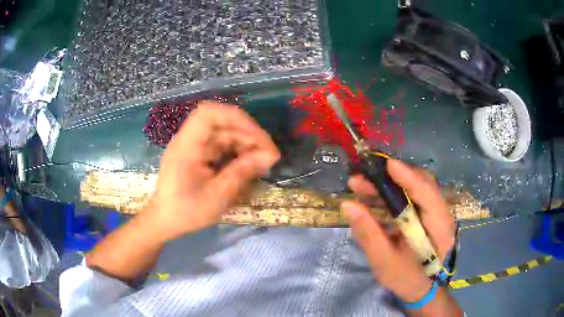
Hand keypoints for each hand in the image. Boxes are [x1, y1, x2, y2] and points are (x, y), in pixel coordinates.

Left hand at [144, 101, 279, 241]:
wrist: (165, 221)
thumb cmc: (186, 212)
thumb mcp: (216, 196)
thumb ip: (241, 172)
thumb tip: (269, 156)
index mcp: (186, 146)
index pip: (209, 113)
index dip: (236, 118)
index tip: (257, 136)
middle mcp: (189, 140)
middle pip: (221, 123)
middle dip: (248, 134)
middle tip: (269, 154)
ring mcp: (194, 146)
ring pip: (224, 133)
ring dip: (245, 142)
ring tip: (262, 161)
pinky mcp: (198, 154)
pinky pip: (221, 144)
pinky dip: (237, 151)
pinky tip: (248, 163)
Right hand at [341, 159, 454, 302]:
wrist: (421, 288)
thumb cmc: (405, 278)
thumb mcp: (384, 261)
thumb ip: (368, 233)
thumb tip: (348, 205)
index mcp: (439, 227)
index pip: (427, 194)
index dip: (407, 177)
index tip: (386, 165)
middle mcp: (442, 213)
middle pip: (421, 184)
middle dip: (391, 178)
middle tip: (361, 179)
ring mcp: (436, 212)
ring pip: (415, 187)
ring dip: (389, 184)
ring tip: (361, 185)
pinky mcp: (427, 213)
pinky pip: (411, 196)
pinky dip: (392, 193)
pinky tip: (373, 197)